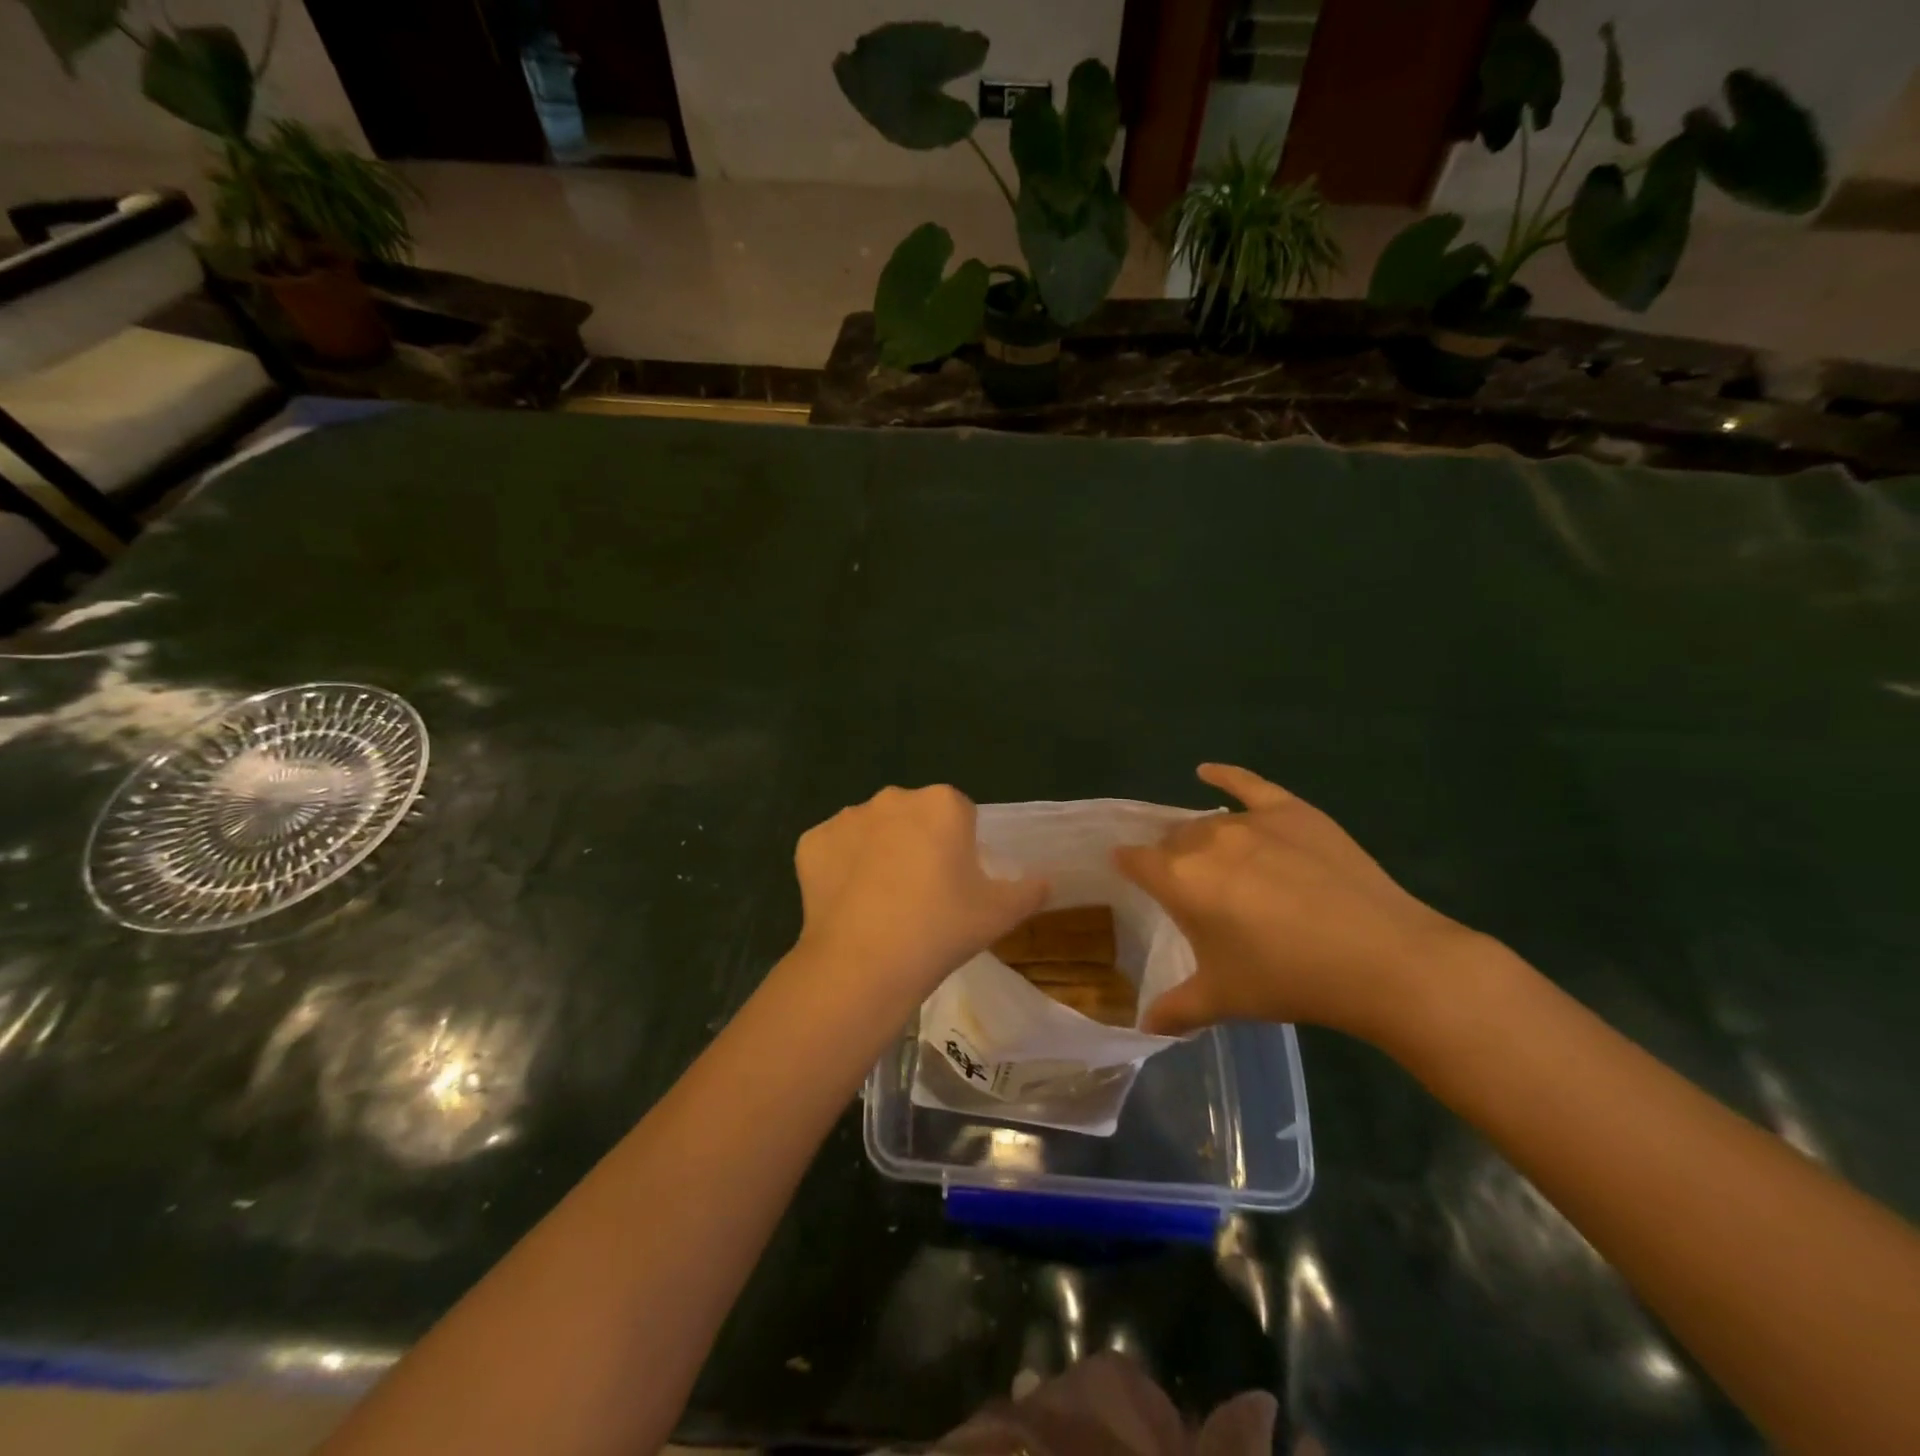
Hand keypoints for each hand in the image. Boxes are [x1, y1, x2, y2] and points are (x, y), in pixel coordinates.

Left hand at [794, 785, 1047, 1009]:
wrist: (864, 963)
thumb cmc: (941, 929)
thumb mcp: (998, 914)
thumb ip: (1029, 891)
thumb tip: (1046, 881)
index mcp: (942, 804)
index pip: (958, 814)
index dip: (959, 848)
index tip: (954, 884)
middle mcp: (893, 798)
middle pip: (913, 817)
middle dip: (917, 843)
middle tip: (920, 895)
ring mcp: (847, 817)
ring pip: (871, 831)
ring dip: (877, 853)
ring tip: (881, 904)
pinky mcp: (812, 841)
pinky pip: (833, 849)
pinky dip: (840, 869)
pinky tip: (848, 904)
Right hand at [1116, 764, 1477, 1044]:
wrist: (1379, 958)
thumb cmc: (1288, 979)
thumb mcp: (1224, 999)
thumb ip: (1175, 1009)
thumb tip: (1143, 1026)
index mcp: (1179, 880)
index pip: (1134, 860)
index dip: (1128, 867)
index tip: (1128, 876)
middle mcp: (1205, 840)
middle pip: (1172, 839)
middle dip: (1170, 859)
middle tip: (1189, 891)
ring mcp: (1251, 821)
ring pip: (1208, 822)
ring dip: (1202, 839)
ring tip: (1215, 861)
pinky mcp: (1292, 811)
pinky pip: (1248, 784)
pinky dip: (1225, 776)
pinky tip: (1207, 771)